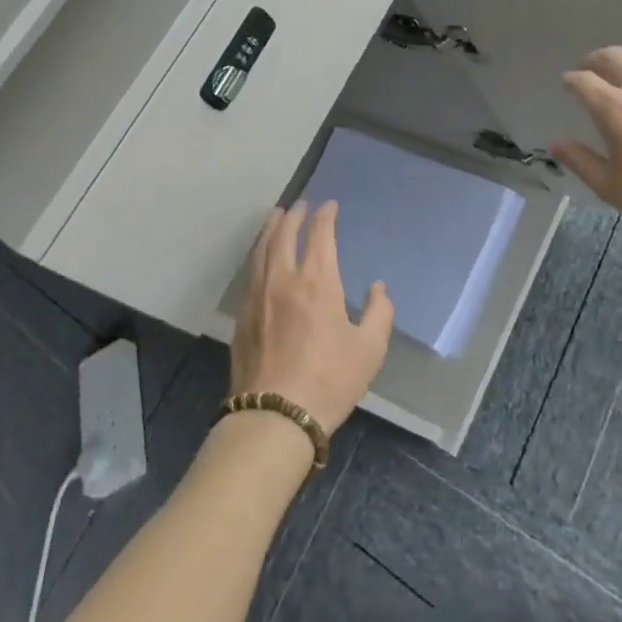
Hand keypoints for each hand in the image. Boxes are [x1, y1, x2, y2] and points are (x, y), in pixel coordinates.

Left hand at [231, 202, 392, 432]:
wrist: (275, 416)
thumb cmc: (329, 381)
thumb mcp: (369, 350)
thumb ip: (379, 313)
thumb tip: (378, 288)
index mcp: (317, 281)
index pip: (320, 234)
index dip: (325, 215)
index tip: (329, 205)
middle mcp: (284, 278)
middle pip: (284, 234)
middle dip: (294, 215)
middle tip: (300, 205)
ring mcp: (258, 295)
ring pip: (262, 249)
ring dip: (270, 228)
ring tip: (275, 217)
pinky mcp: (242, 315)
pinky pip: (250, 271)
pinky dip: (258, 253)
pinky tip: (260, 257)